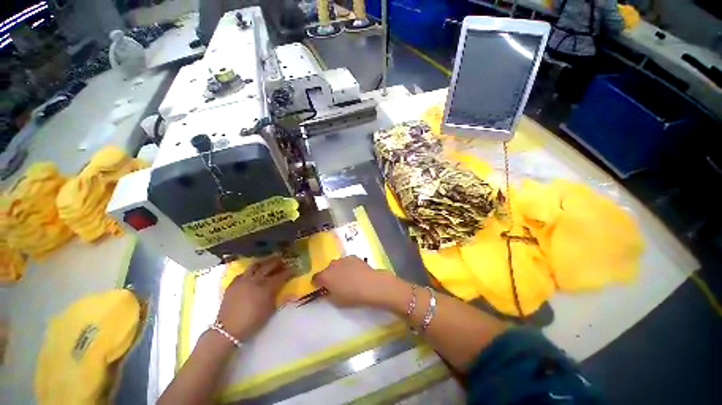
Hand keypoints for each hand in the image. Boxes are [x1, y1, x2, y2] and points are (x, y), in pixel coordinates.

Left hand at [217, 257, 292, 340]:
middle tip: (283, 262)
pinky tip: (252, 274)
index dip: (288, 272)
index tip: (293, 269)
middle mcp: (255, 280)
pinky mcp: (233, 283)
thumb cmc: (252, 322)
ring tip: (268, 263)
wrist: (228, 330)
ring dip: (264, 263)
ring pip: (255, 265)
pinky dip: (250, 271)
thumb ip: (277, 296)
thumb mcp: (270, 310)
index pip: (280, 276)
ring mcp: (243, 280)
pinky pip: (243, 273)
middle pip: (268, 266)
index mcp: (266, 288)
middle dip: (277, 262)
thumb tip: (283, 288)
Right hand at [312, 256, 395, 307]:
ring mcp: (343, 259)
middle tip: (337, 284)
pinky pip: (347, 262)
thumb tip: (327, 291)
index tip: (322, 288)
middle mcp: (332, 265)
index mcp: (325, 276)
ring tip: (348, 277)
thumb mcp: (336, 301)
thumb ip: (328, 295)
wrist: (369, 285)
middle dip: (330, 276)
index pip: (315, 278)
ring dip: (339, 270)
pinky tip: (356, 272)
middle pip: (327, 270)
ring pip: (337, 265)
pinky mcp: (353, 256)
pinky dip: (349, 266)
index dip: (317, 283)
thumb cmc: (351, 296)